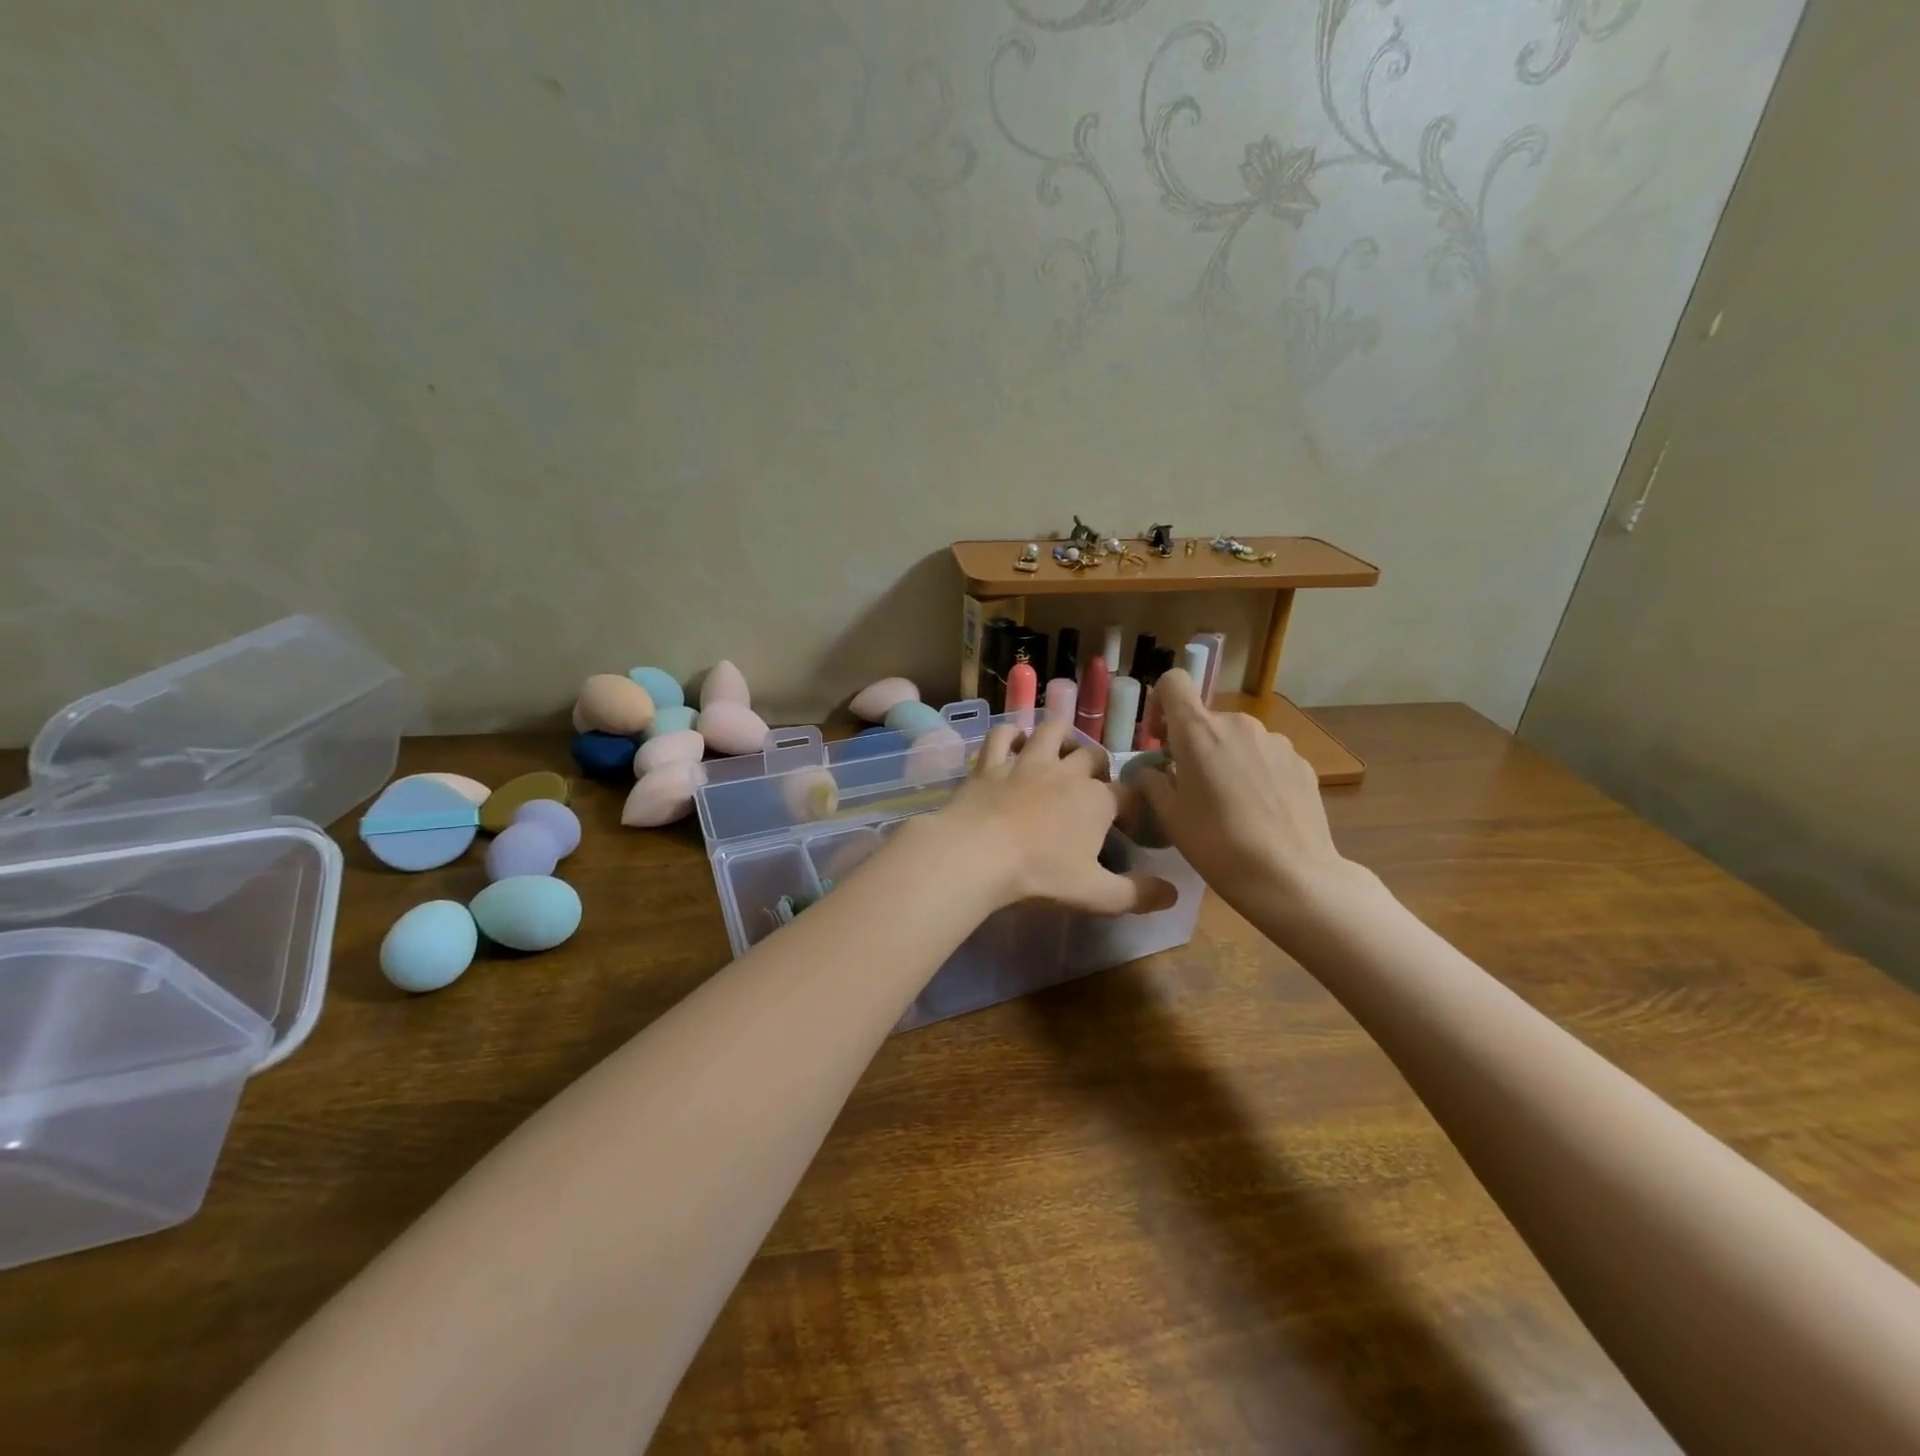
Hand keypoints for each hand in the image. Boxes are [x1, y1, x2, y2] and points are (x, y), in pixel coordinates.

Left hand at [929, 717, 1176, 916]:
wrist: (977, 854)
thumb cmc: (1040, 874)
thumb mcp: (1095, 894)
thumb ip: (1137, 895)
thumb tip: (1173, 894)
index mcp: (1097, 801)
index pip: (1128, 796)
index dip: (1134, 809)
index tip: (1130, 826)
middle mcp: (1066, 772)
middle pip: (1092, 756)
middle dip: (1099, 768)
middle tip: (1093, 788)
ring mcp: (1026, 762)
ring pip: (1051, 731)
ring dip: (1061, 736)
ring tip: (1062, 751)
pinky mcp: (990, 763)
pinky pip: (1002, 735)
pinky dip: (1010, 734)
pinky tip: (1014, 742)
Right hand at [1124, 670, 1374, 934]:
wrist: (1292, 876)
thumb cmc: (1218, 845)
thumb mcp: (1169, 817)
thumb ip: (1153, 782)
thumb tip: (1153, 771)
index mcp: (1199, 731)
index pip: (1174, 682)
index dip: (1161, 704)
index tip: (1161, 740)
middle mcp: (1239, 724)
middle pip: (1206, 719)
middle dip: (1193, 745)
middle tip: (1191, 788)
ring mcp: (1275, 741)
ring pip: (1237, 739)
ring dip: (1226, 759)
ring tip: (1229, 805)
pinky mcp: (1301, 762)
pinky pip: (1265, 757)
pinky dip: (1255, 773)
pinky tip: (1259, 812)